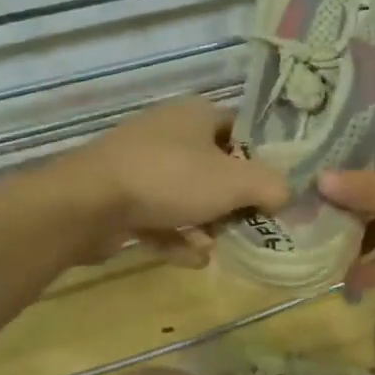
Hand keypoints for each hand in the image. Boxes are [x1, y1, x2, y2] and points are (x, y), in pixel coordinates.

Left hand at [54, 97, 288, 265]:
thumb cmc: (170, 179)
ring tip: (218, 245)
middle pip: (216, 166)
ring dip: (205, 223)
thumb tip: (287, 194)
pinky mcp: (120, 196)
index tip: (276, 188)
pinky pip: (160, 216)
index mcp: (197, 115)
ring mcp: (141, 165)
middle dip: (233, 199)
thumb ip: (271, 186)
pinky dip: (177, 237)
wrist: (87, 204)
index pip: (242, 129)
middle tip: (251, 223)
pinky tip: (191, 259)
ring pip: (187, 194)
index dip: (263, 157)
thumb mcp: (235, 182)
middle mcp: (169, 132)